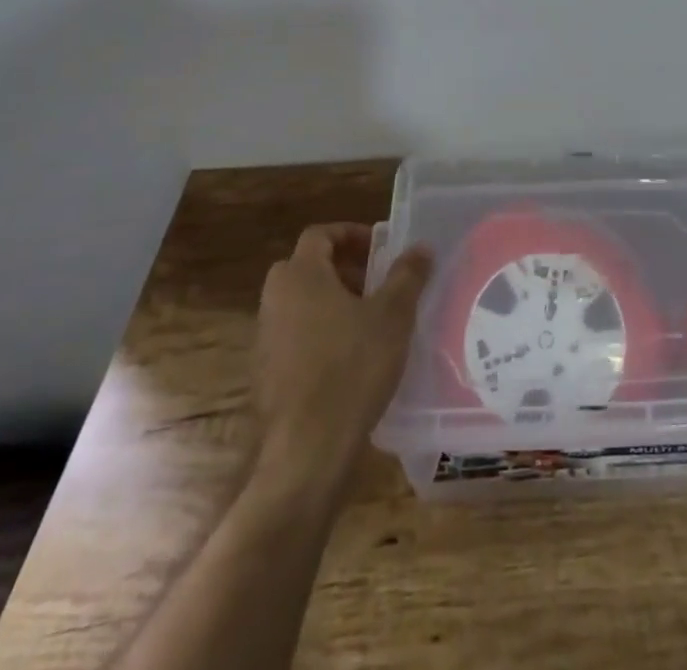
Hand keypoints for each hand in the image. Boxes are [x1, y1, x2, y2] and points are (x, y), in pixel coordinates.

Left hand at [253, 223, 431, 478]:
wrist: (307, 451)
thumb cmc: (352, 368)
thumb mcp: (393, 316)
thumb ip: (408, 275)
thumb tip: (421, 247)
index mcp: (301, 276)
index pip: (320, 234)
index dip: (351, 234)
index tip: (381, 248)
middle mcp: (275, 300)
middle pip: (307, 267)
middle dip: (344, 269)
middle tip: (377, 283)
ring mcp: (265, 339)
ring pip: (300, 303)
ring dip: (332, 302)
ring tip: (370, 322)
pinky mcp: (266, 374)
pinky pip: (294, 336)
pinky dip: (320, 334)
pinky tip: (350, 359)